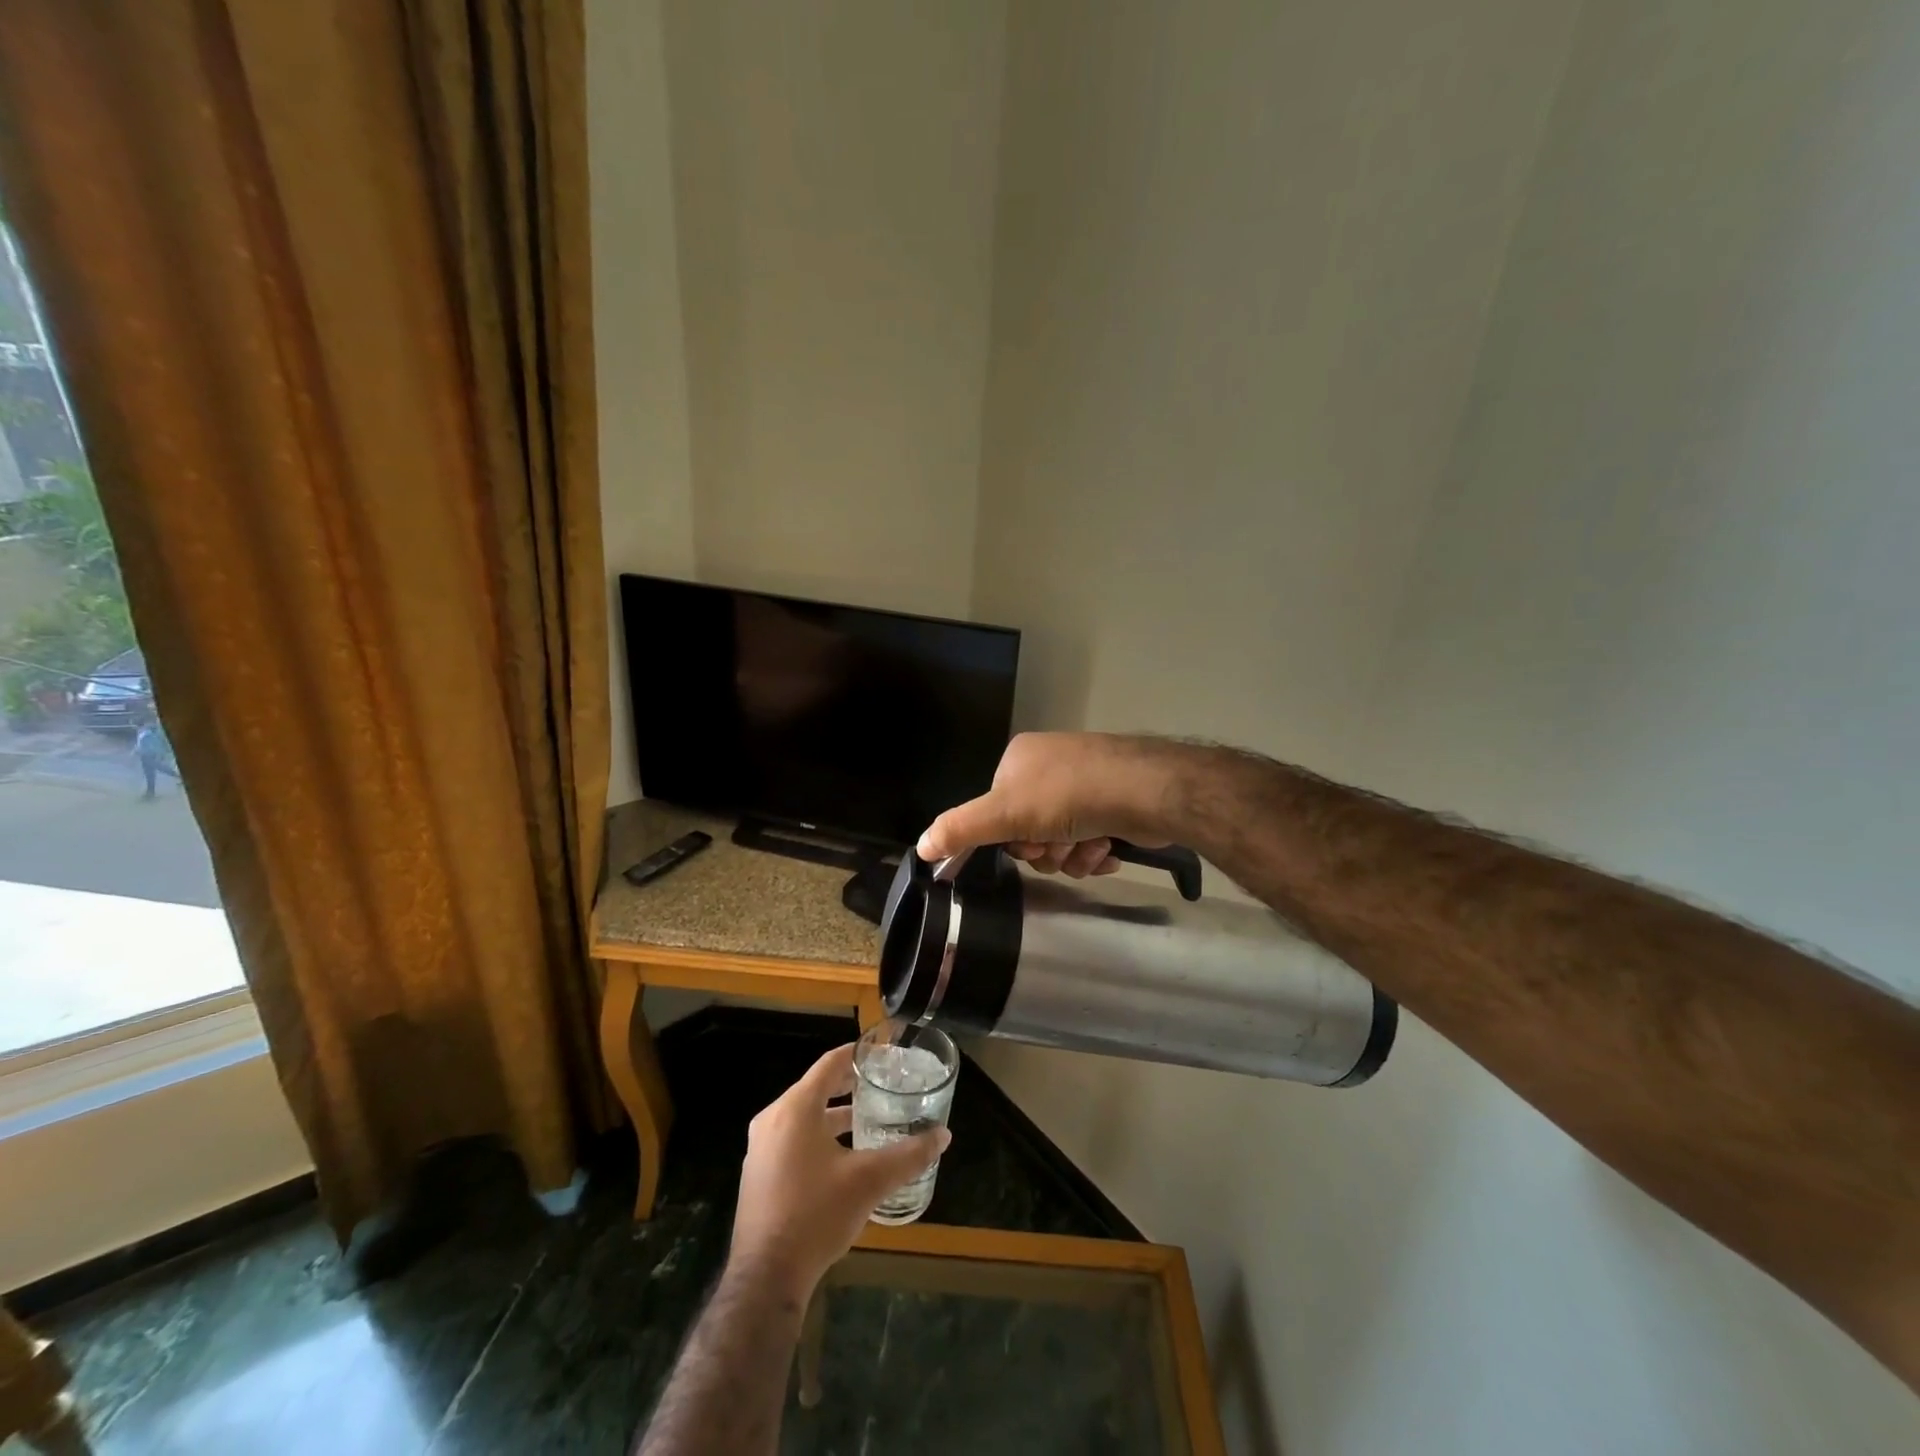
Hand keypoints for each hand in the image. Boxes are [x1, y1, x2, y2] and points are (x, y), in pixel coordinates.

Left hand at [729, 1045, 949, 1303]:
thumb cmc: (816, 1215)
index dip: (858, 1053)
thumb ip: (909, 1155)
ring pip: (804, 1116)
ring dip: (834, 1113)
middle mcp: (773, 1119)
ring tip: (868, 1118)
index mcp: (796, 1108)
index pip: (830, 1063)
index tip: (884, 1050)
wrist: (765, 1279)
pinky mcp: (759, 1174)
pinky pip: (792, 1139)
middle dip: (850, 1085)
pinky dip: (818, 1135)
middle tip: (882, 1084)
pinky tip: (843, 1157)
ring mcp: (761, 1148)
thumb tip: (943, 1136)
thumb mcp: (870, 1181)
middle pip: (816, 1088)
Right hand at [917, 731, 1188, 876]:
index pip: (998, 812)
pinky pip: (1089, 838)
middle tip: (1061, 845)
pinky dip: (1095, 852)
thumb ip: (961, 829)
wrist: (1146, 791)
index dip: (1012, 838)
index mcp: (1020, 760)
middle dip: (1046, 848)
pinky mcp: (1113, 802)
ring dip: (1072, 854)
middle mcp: (1050, 767)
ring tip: (1091, 847)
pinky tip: (1108, 850)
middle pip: (1029, 830)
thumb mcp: (1006, 814)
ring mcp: (1084, 782)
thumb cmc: (1069, 796)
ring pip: (1060, 840)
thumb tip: (921, 847)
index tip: (1029, 845)